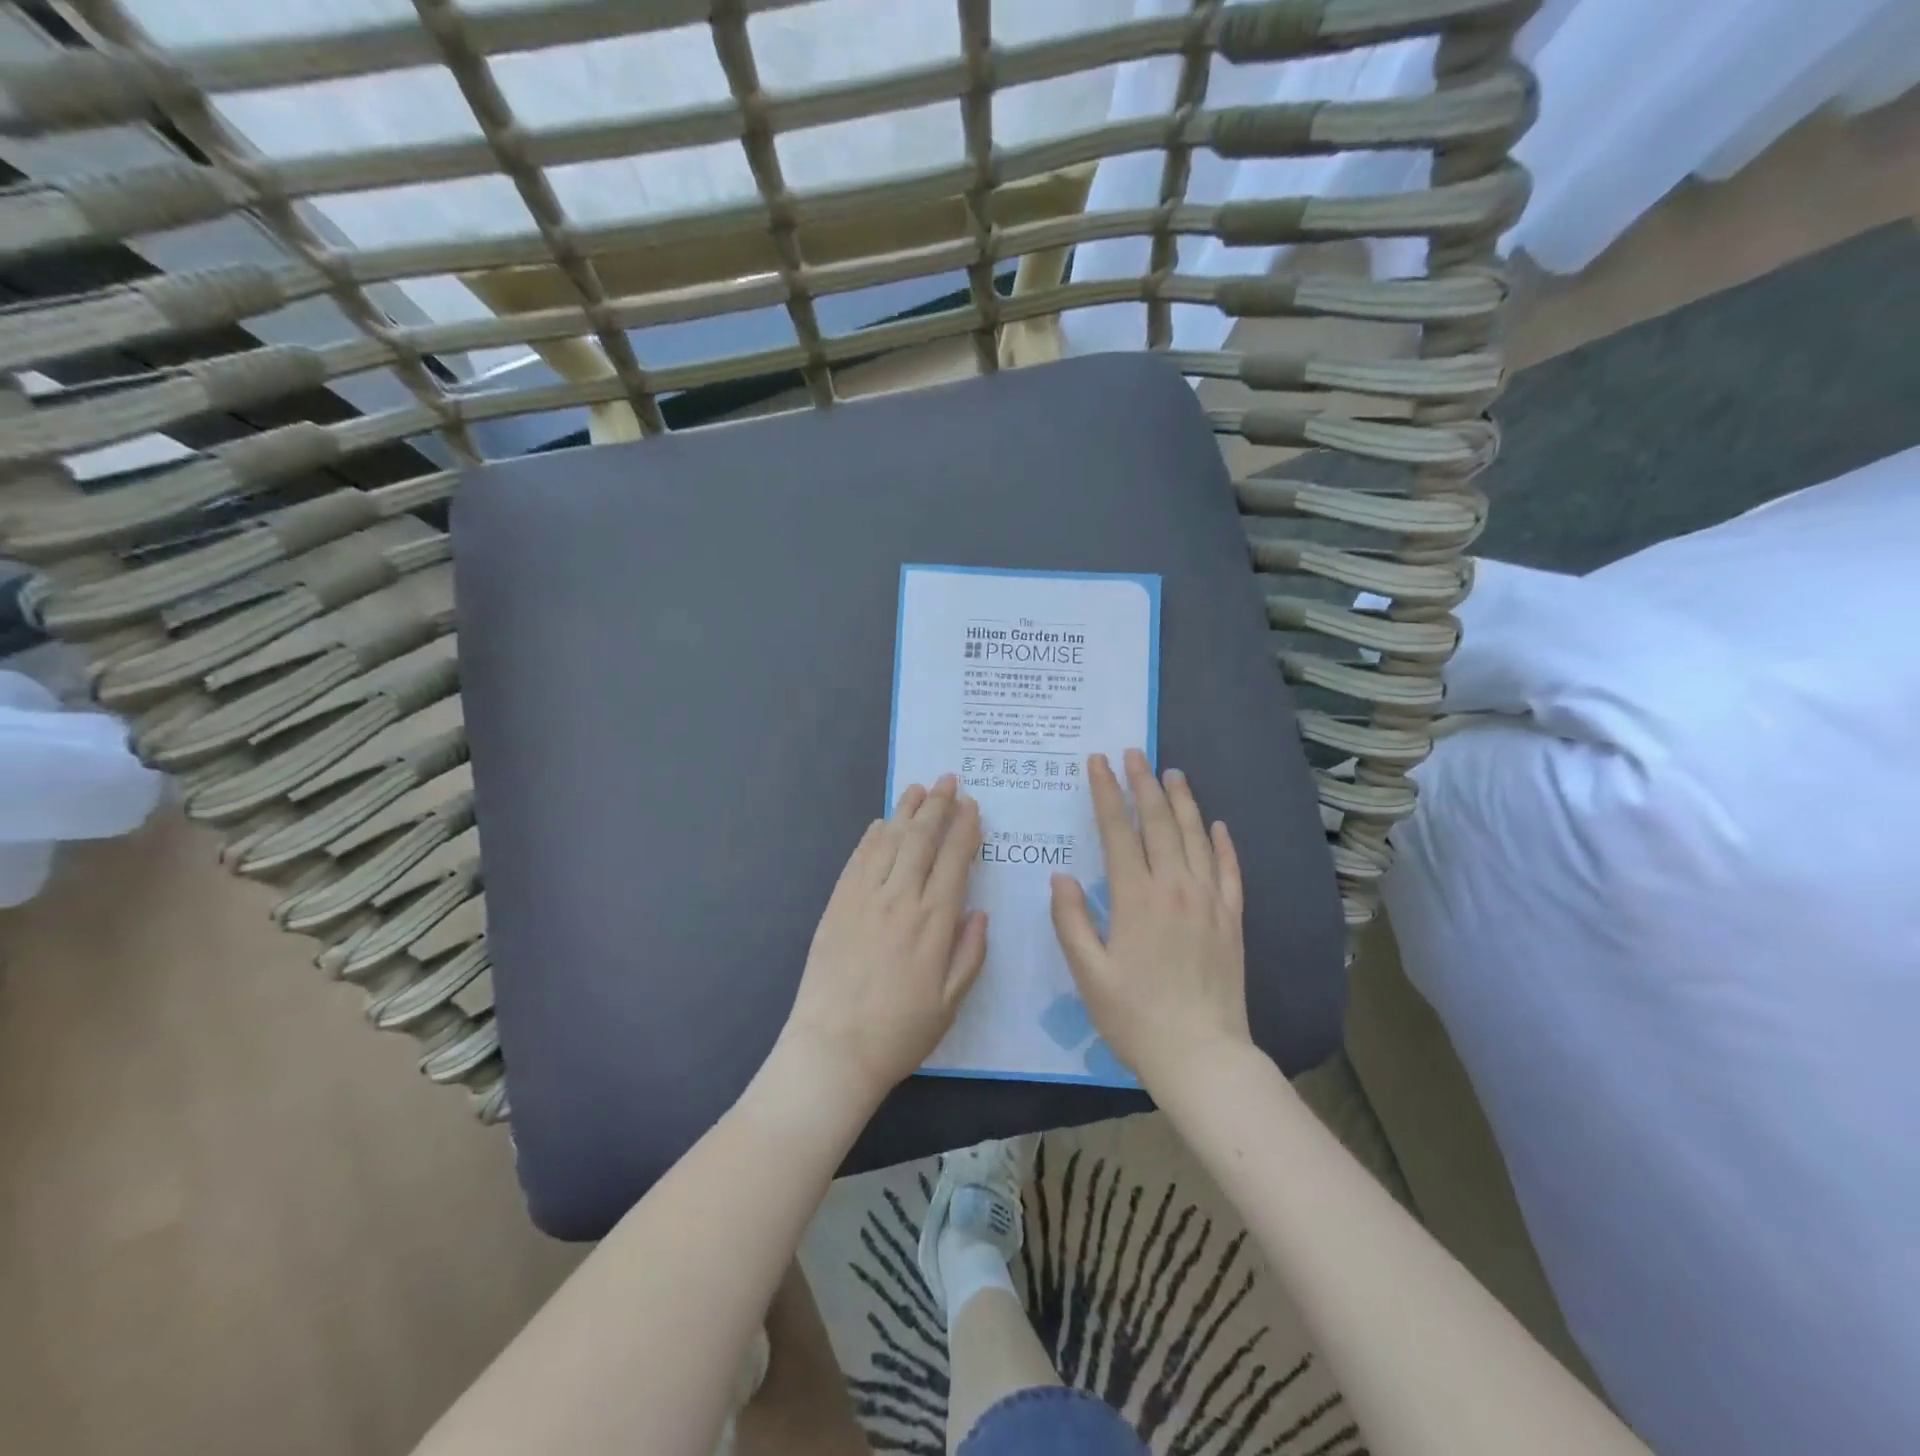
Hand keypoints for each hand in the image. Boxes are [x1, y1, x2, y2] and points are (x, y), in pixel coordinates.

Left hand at [777, 775, 987, 1111]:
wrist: (832, 1050)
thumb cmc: (899, 1032)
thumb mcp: (951, 1003)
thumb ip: (969, 953)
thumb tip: (980, 912)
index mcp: (933, 923)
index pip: (954, 861)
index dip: (964, 829)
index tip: (971, 805)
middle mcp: (900, 900)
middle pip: (921, 840)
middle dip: (937, 805)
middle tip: (948, 779)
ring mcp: (863, 899)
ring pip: (889, 841)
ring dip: (905, 811)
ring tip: (918, 788)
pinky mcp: (836, 905)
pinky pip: (857, 860)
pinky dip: (872, 837)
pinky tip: (881, 824)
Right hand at [1049, 750, 1251, 1093]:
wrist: (1202, 1055)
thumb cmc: (1135, 1016)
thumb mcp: (1088, 973)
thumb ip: (1071, 920)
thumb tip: (1061, 876)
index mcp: (1136, 898)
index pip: (1118, 831)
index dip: (1106, 793)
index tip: (1099, 763)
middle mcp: (1175, 888)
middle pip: (1159, 823)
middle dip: (1143, 784)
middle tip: (1134, 753)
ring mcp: (1209, 901)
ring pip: (1196, 837)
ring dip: (1182, 801)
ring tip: (1172, 772)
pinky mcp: (1232, 919)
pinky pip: (1229, 870)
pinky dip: (1223, 844)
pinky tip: (1217, 825)